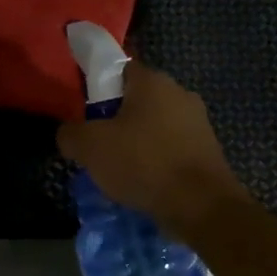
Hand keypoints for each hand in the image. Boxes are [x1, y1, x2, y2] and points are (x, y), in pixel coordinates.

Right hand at [56, 62, 248, 232]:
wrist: (200, 205)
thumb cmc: (143, 163)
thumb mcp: (90, 147)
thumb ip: (70, 133)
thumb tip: (68, 133)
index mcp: (152, 81)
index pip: (117, 70)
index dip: (97, 89)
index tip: (85, 115)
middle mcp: (179, 92)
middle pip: (137, 99)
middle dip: (116, 120)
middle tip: (97, 146)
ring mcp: (198, 121)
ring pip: (155, 125)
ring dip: (137, 142)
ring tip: (120, 169)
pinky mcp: (207, 149)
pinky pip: (171, 148)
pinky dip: (156, 160)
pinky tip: (145, 182)